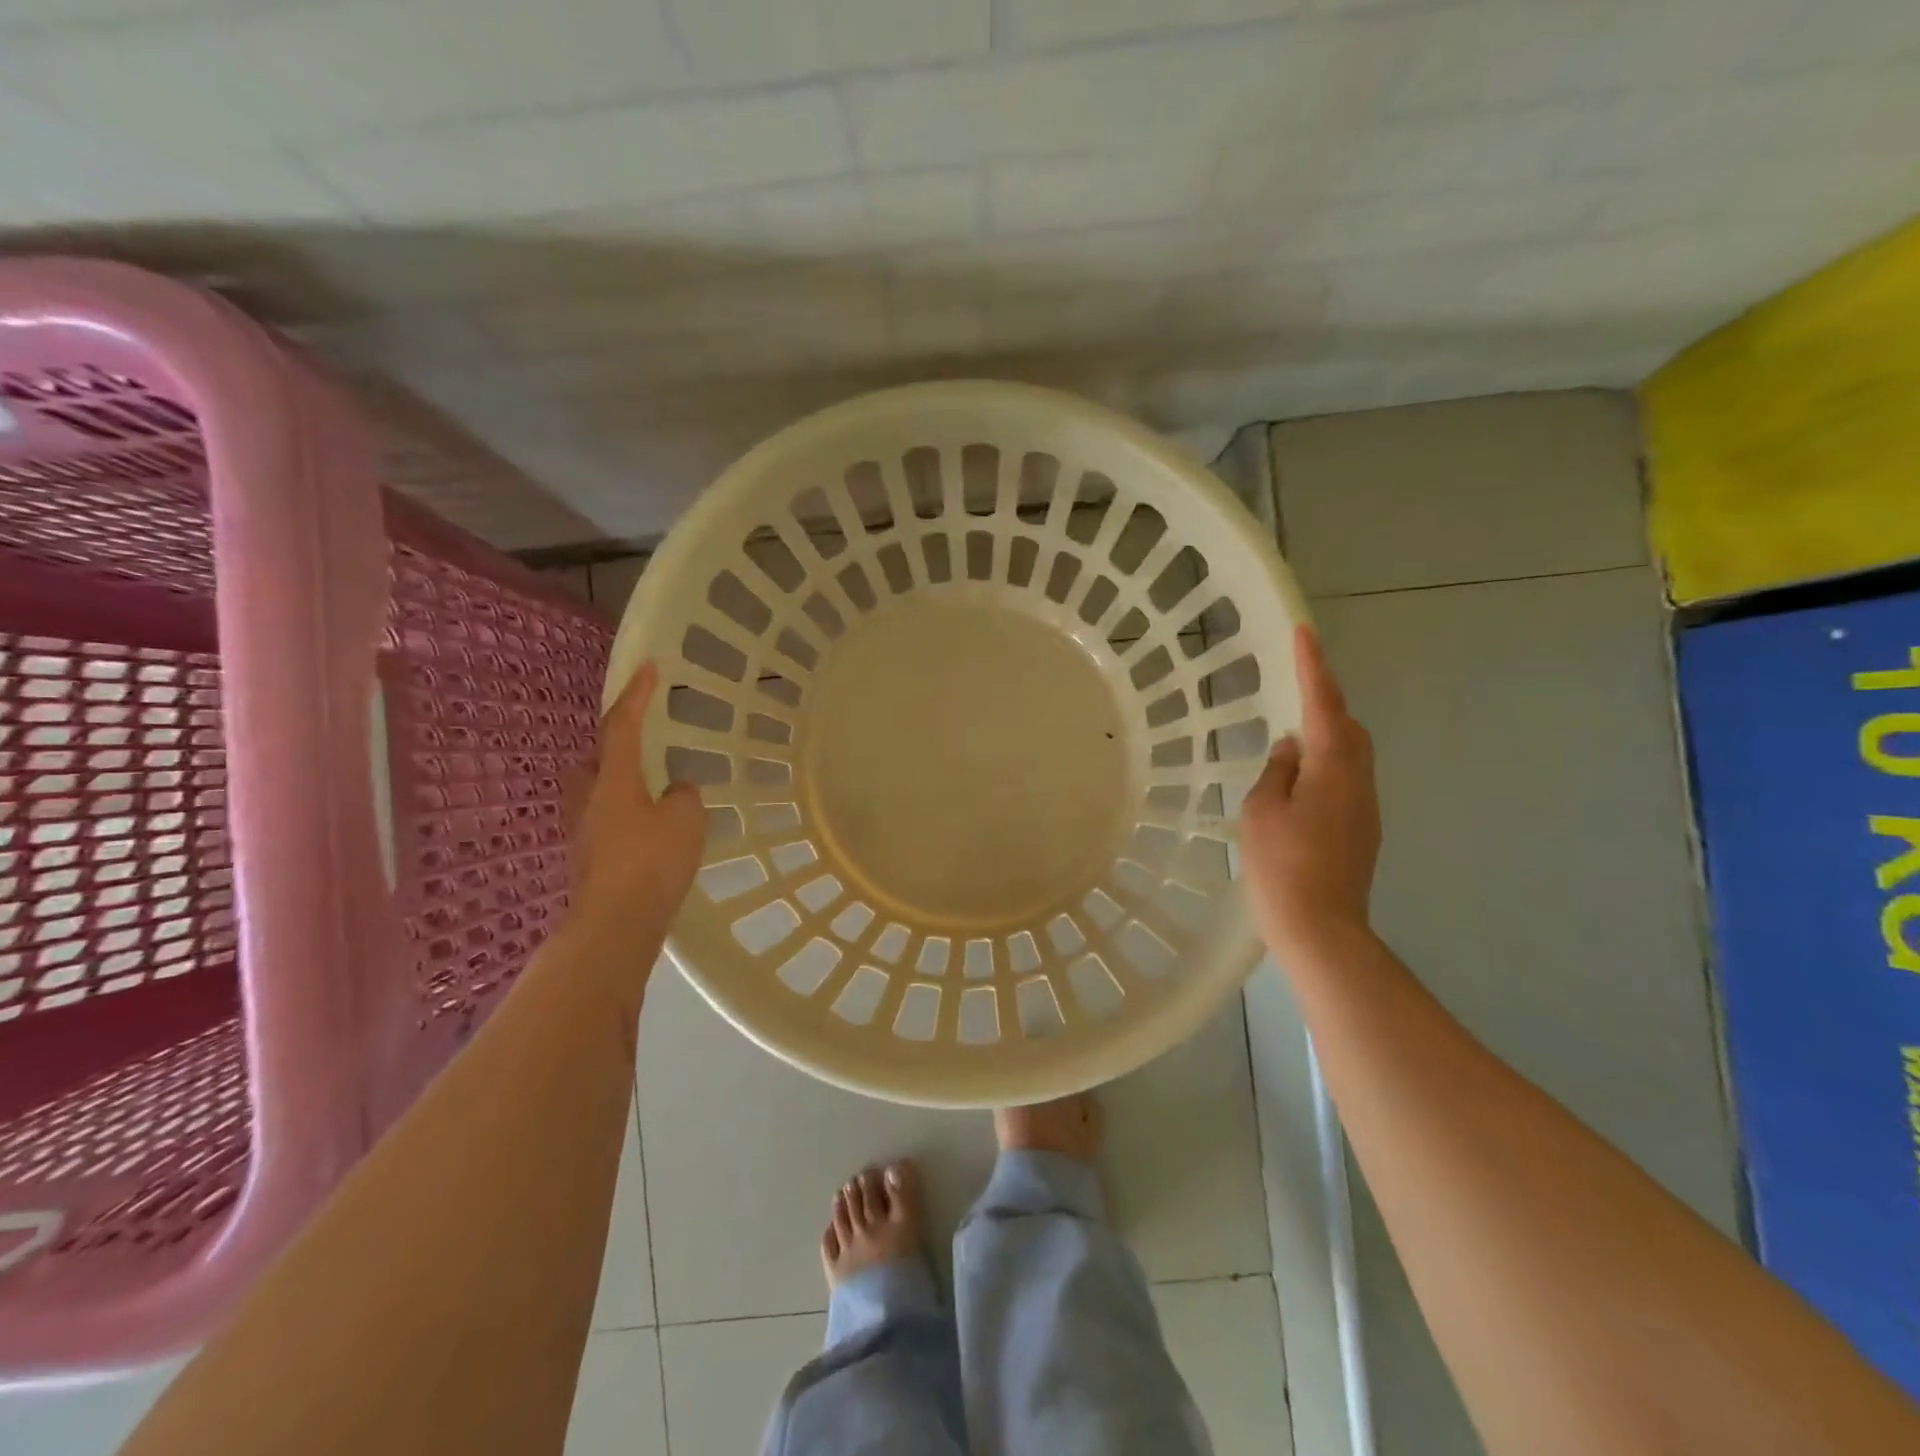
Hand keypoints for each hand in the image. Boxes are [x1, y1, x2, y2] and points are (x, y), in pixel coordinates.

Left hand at [566, 661, 704, 936]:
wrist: (615, 925)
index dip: (638, 694)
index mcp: (613, 779)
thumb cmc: (651, 862)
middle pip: (594, 758)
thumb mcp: (686, 819)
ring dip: (618, 782)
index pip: (623, 725)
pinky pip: (607, 819)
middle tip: (641, 741)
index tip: (649, 666)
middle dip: (614, 743)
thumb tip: (672, 793)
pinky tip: (649, 831)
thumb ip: (682, 796)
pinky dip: (625, 814)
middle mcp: (589, 798)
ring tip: (650, 790)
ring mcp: (583, 830)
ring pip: (597, 790)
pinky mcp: (588, 858)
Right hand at [1240, 625, 1380, 961]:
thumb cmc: (1283, 865)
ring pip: (1349, 756)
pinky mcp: (1362, 831)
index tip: (1304, 632)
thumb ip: (1278, 770)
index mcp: (1333, 767)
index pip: (1323, 704)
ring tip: (1290, 742)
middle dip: (1324, 703)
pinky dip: (1324, 768)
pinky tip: (1298, 785)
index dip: (1313, 667)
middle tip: (1294, 691)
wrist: (1321, 929)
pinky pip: (1344, 781)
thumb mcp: (1262, 811)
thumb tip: (1293, 750)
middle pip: (1348, 728)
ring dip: (1325, 738)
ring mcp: (1365, 808)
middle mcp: (1359, 780)